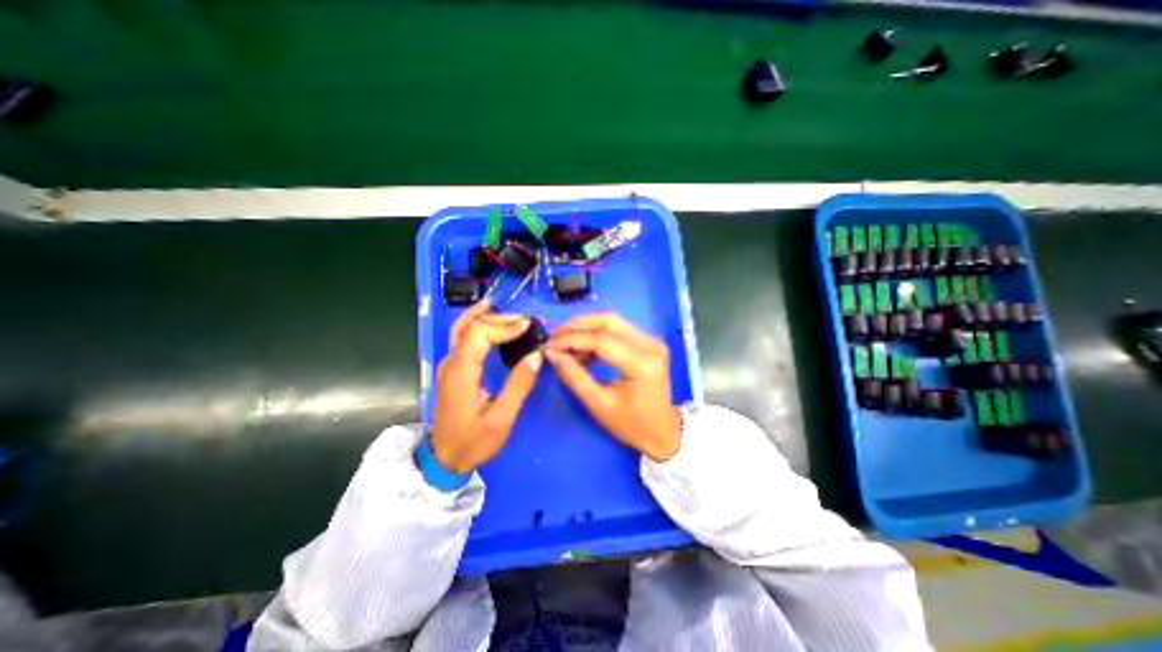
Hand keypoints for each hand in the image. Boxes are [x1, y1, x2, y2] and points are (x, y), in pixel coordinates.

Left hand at [430, 300, 544, 473]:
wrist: (444, 458)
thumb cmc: (473, 440)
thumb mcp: (501, 418)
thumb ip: (519, 385)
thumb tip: (536, 355)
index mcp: (461, 372)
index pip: (479, 333)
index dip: (504, 325)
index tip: (528, 325)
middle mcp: (450, 362)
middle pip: (470, 325)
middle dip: (499, 318)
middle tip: (526, 320)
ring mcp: (448, 363)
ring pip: (462, 327)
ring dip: (486, 317)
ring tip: (510, 314)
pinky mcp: (451, 368)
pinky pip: (462, 336)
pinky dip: (478, 323)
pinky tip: (491, 321)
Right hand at [546, 314, 681, 459]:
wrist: (662, 430)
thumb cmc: (632, 424)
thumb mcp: (599, 404)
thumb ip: (574, 376)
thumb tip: (552, 354)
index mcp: (642, 363)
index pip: (602, 340)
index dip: (572, 339)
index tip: (549, 345)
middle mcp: (651, 345)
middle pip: (608, 321)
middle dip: (577, 325)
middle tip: (555, 336)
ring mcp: (652, 341)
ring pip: (612, 321)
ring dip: (586, 328)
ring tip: (564, 343)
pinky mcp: (648, 342)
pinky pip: (617, 329)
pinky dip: (596, 335)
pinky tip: (581, 349)